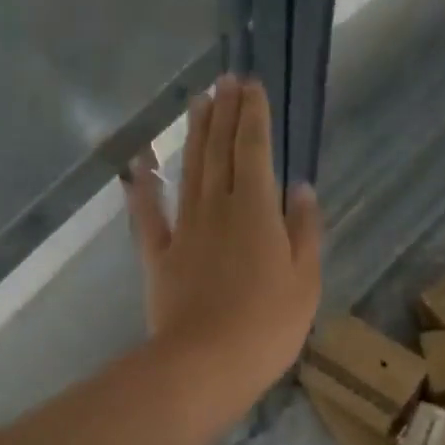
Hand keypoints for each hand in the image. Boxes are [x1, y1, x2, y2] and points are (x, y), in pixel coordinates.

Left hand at [124, 75, 321, 416]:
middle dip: (224, 113)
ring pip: (189, 172)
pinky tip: (140, 164)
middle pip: (219, 151)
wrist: (205, 364)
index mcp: (257, 211)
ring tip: (197, 104)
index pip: (255, 149)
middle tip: (224, 80)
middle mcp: (218, 209)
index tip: (252, 85)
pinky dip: (143, 187)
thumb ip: (304, 231)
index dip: (253, 115)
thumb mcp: (305, 281)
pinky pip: (149, 215)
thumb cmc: (267, 327)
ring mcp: (184, 231)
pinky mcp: (159, 257)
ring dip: (194, 135)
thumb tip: (301, 188)